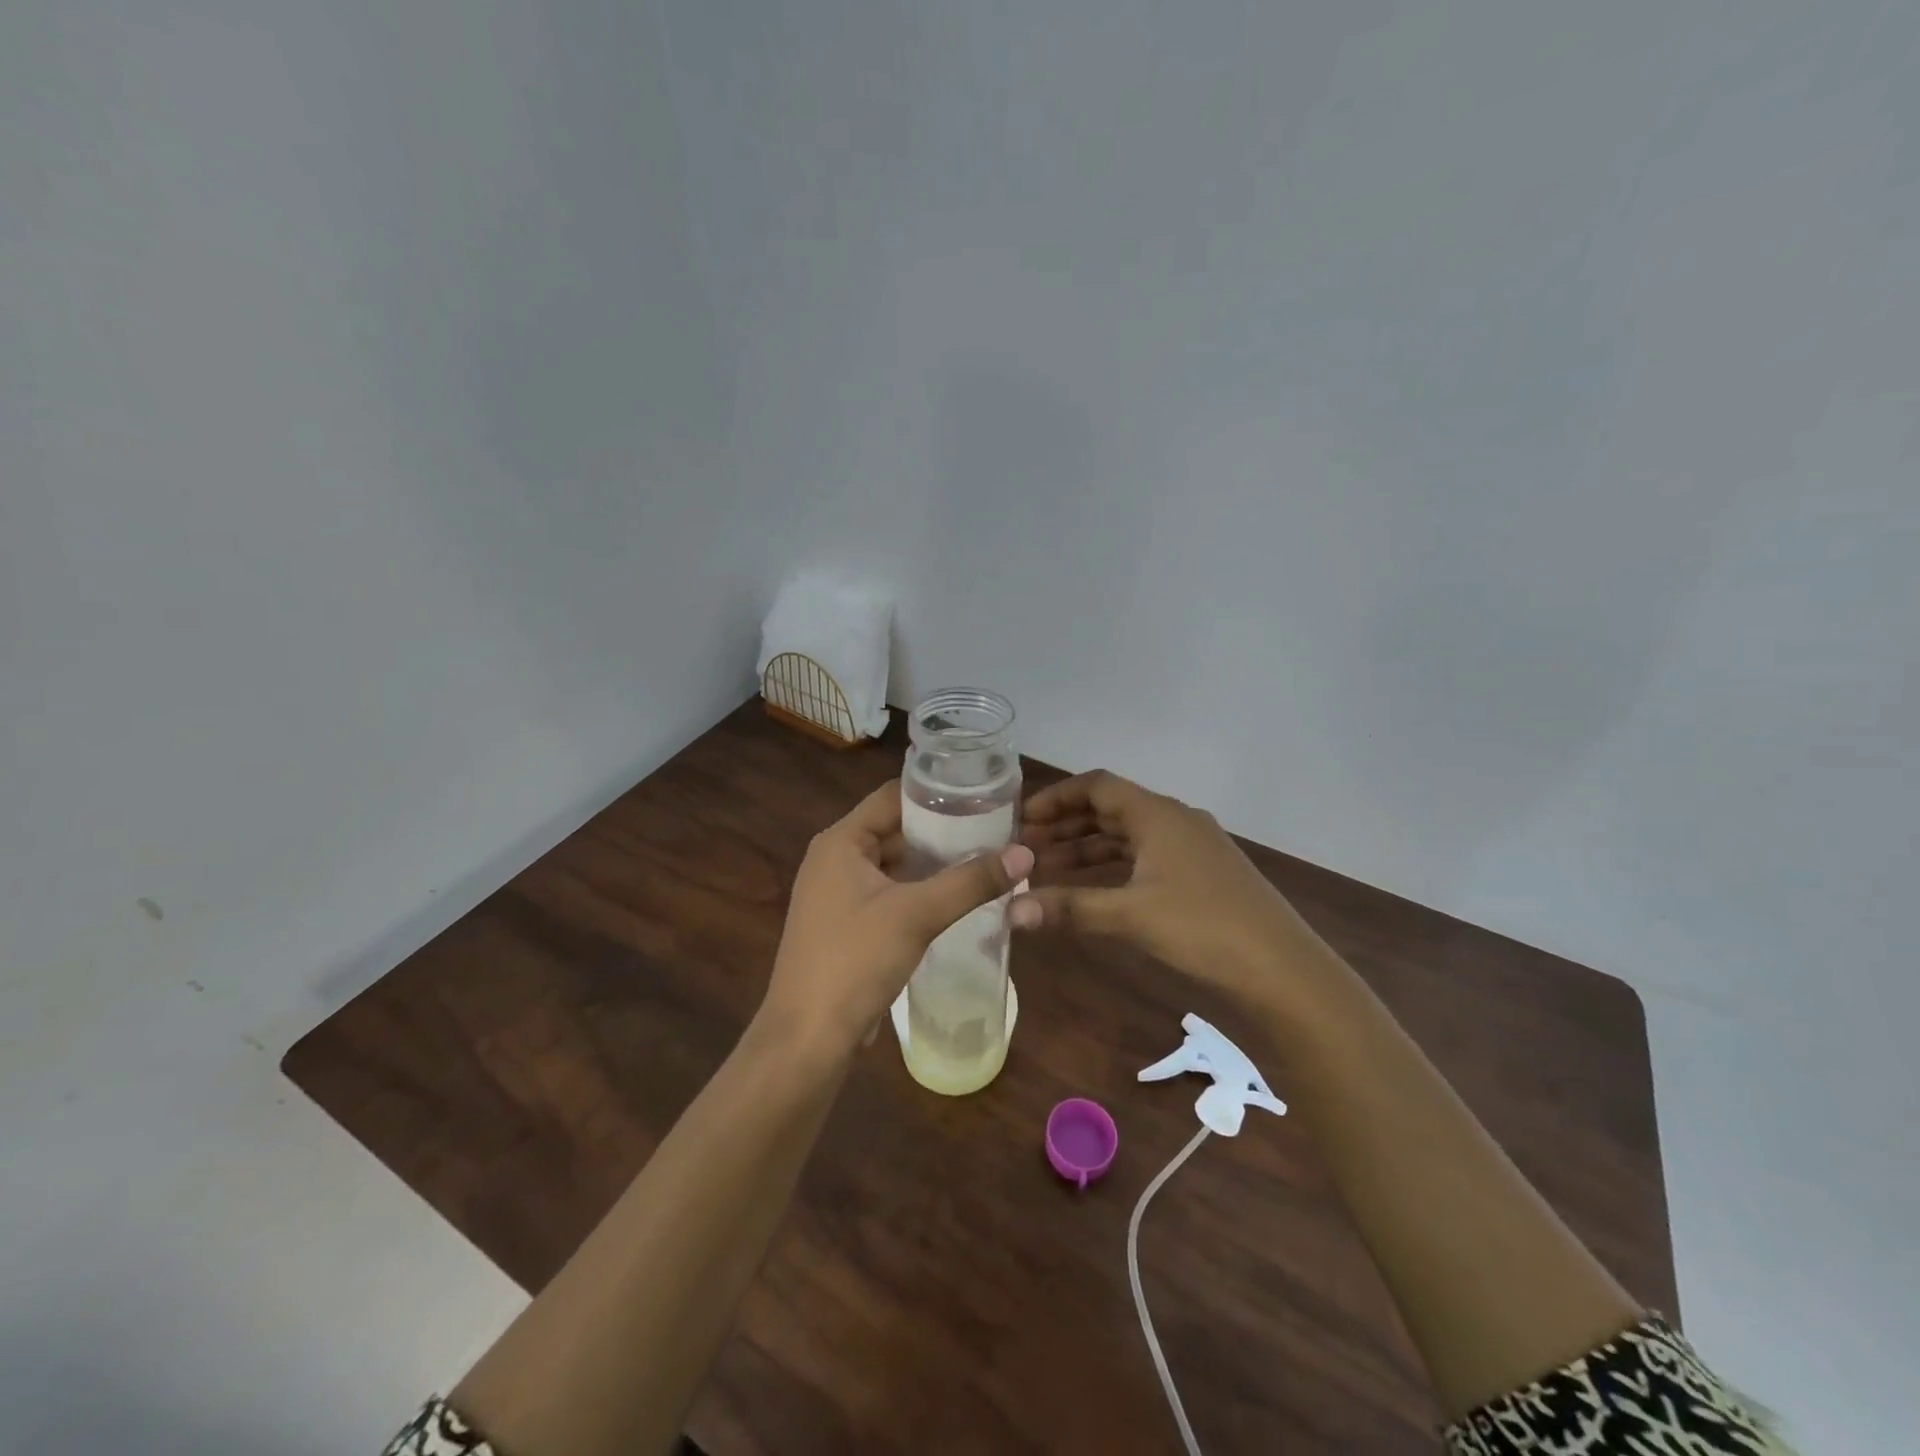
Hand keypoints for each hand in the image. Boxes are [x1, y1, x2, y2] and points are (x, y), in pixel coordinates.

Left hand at [760, 781, 1033, 1059]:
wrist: (807, 1039)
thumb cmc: (854, 961)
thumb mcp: (916, 915)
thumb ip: (971, 881)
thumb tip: (1026, 852)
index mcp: (841, 841)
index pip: (894, 795)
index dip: (937, 791)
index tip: (984, 794)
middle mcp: (835, 858)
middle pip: (896, 828)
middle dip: (943, 829)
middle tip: (996, 829)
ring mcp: (839, 893)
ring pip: (895, 864)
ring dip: (934, 863)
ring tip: (985, 858)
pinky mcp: (847, 924)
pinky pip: (890, 892)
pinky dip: (920, 890)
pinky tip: (957, 898)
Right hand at [1012, 770, 1325, 1006]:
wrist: (1282, 969)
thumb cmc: (1203, 928)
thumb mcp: (1130, 915)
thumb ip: (1069, 907)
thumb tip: (1010, 911)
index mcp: (1158, 814)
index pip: (1097, 786)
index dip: (1057, 798)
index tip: (1022, 819)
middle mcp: (1175, 820)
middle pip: (1110, 809)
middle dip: (1066, 826)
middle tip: (1026, 848)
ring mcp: (1191, 847)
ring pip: (1127, 836)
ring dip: (1087, 849)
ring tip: (1047, 869)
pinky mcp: (1201, 874)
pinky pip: (1145, 857)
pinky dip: (1113, 867)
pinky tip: (1093, 890)